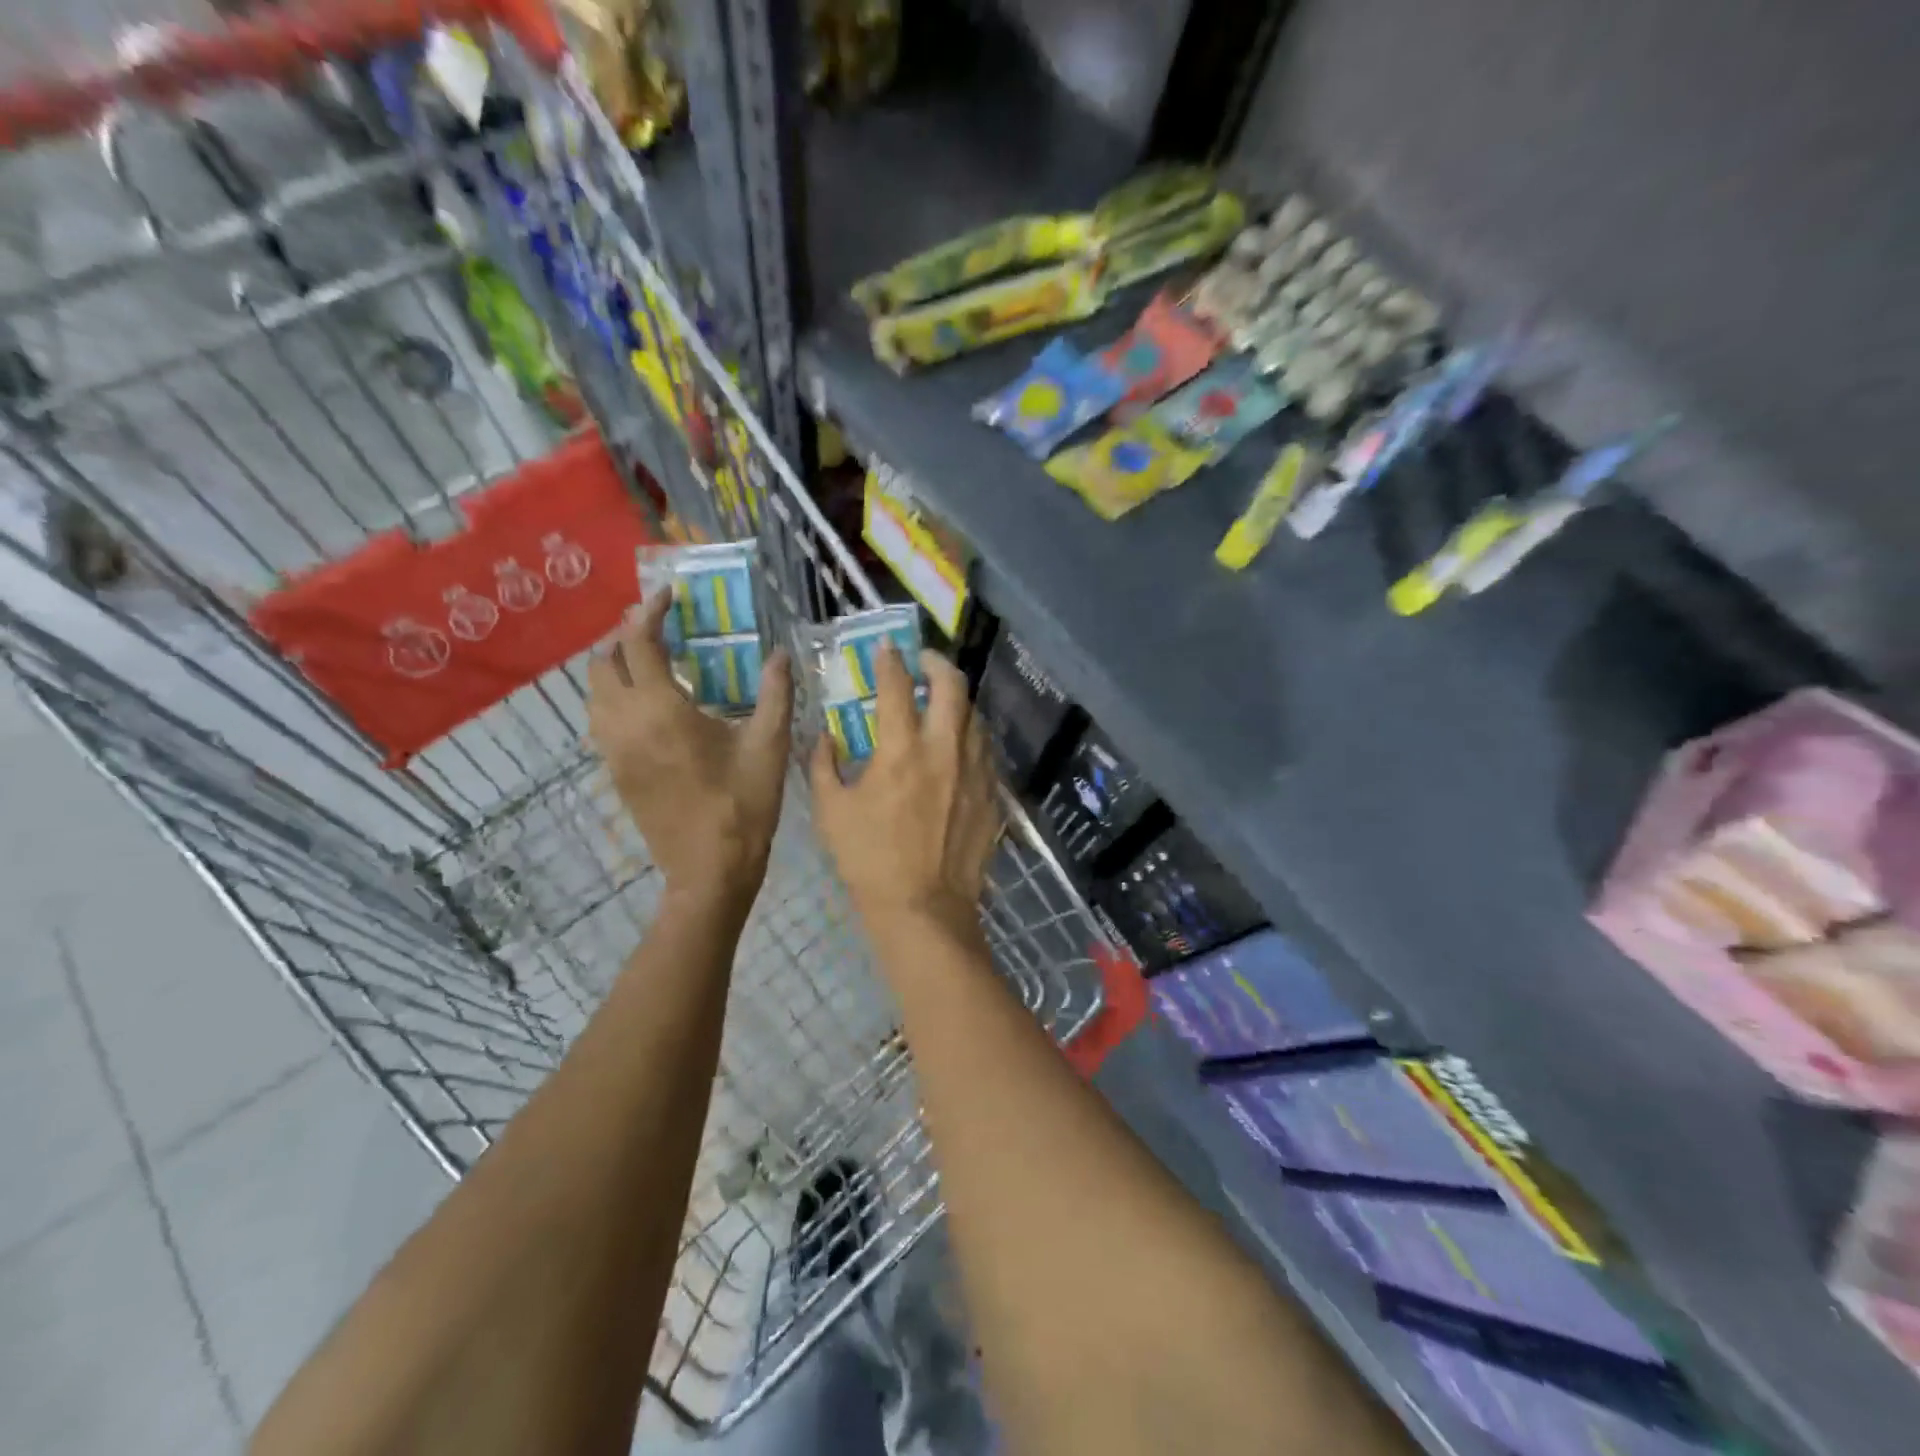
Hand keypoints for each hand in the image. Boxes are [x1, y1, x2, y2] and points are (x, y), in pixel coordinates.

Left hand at [588, 589, 792, 908]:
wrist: (709, 871)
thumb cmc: (744, 805)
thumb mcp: (769, 746)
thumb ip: (775, 693)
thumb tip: (781, 653)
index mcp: (662, 711)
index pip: (638, 643)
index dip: (649, 613)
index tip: (669, 597)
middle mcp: (625, 724)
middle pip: (602, 663)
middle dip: (625, 636)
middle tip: (660, 629)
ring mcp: (613, 751)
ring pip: (594, 693)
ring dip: (614, 667)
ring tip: (651, 662)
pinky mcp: (615, 772)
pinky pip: (599, 720)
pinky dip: (614, 697)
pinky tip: (647, 705)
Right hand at [810, 642, 1002, 946]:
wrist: (924, 908)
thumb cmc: (870, 860)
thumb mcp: (831, 811)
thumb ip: (823, 765)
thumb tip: (824, 737)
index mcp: (901, 749)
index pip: (897, 686)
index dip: (890, 660)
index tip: (886, 647)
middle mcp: (945, 749)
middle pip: (953, 686)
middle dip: (937, 664)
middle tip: (924, 662)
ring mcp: (975, 771)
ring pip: (976, 716)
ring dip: (958, 700)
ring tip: (942, 702)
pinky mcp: (992, 794)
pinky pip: (985, 750)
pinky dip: (970, 735)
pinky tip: (959, 745)